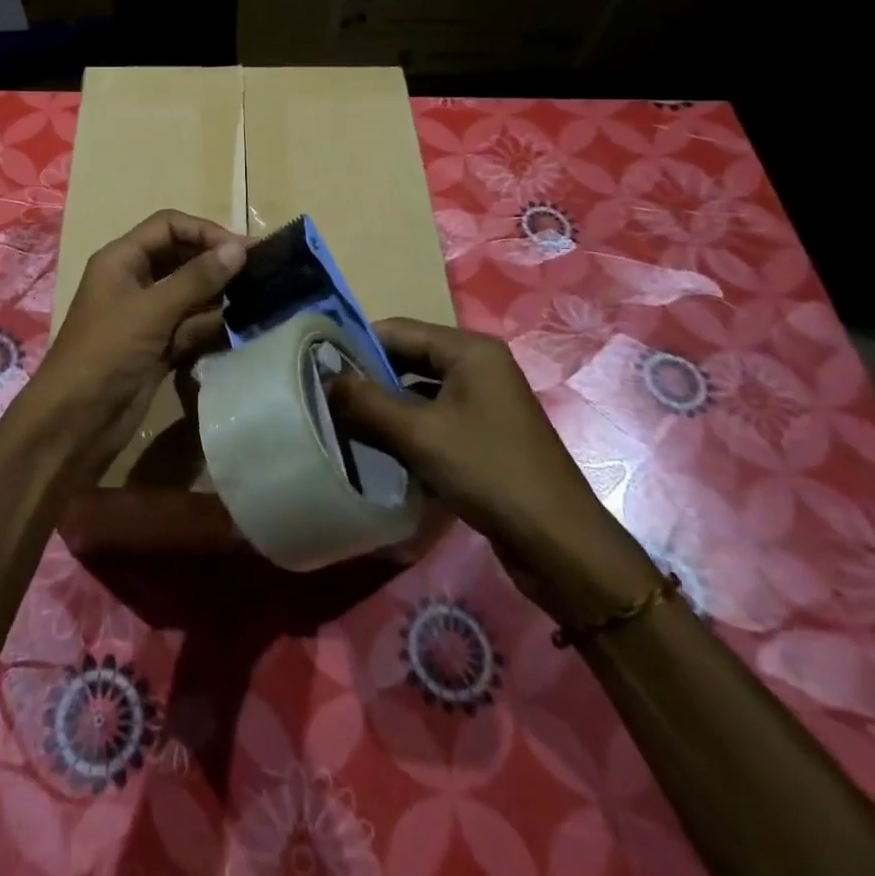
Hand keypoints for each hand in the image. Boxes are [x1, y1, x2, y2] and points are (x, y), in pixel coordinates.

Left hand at [14, 210, 245, 481]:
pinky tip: (241, 326)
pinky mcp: (157, 347)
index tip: (243, 249)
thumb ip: (197, 278)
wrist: (76, 421)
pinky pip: (190, 326)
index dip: (205, 231)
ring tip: (259, 297)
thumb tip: (239, 249)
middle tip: (260, 271)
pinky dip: (211, 325)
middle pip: (181, 257)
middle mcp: (134, 281)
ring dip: (219, 295)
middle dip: (216, 262)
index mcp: (122, 260)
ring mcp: (146, 316)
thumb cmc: (107, 352)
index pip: (168, 226)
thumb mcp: (152, 310)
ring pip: (189, 294)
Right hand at [329, 318, 659, 627]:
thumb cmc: (490, 473)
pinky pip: (434, 418)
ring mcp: (483, 401)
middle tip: (322, 396)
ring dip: (383, 406)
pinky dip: (405, 428)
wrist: (560, 546)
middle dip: (367, 378)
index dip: (355, 344)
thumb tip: (323, 380)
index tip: (314, 364)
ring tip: (341, 422)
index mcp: (469, 350)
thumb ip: (367, 402)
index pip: (397, 329)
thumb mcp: (420, 434)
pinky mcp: (484, 434)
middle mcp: (478, 366)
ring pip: (418, 391)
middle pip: (408, 358)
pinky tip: (377, 448)